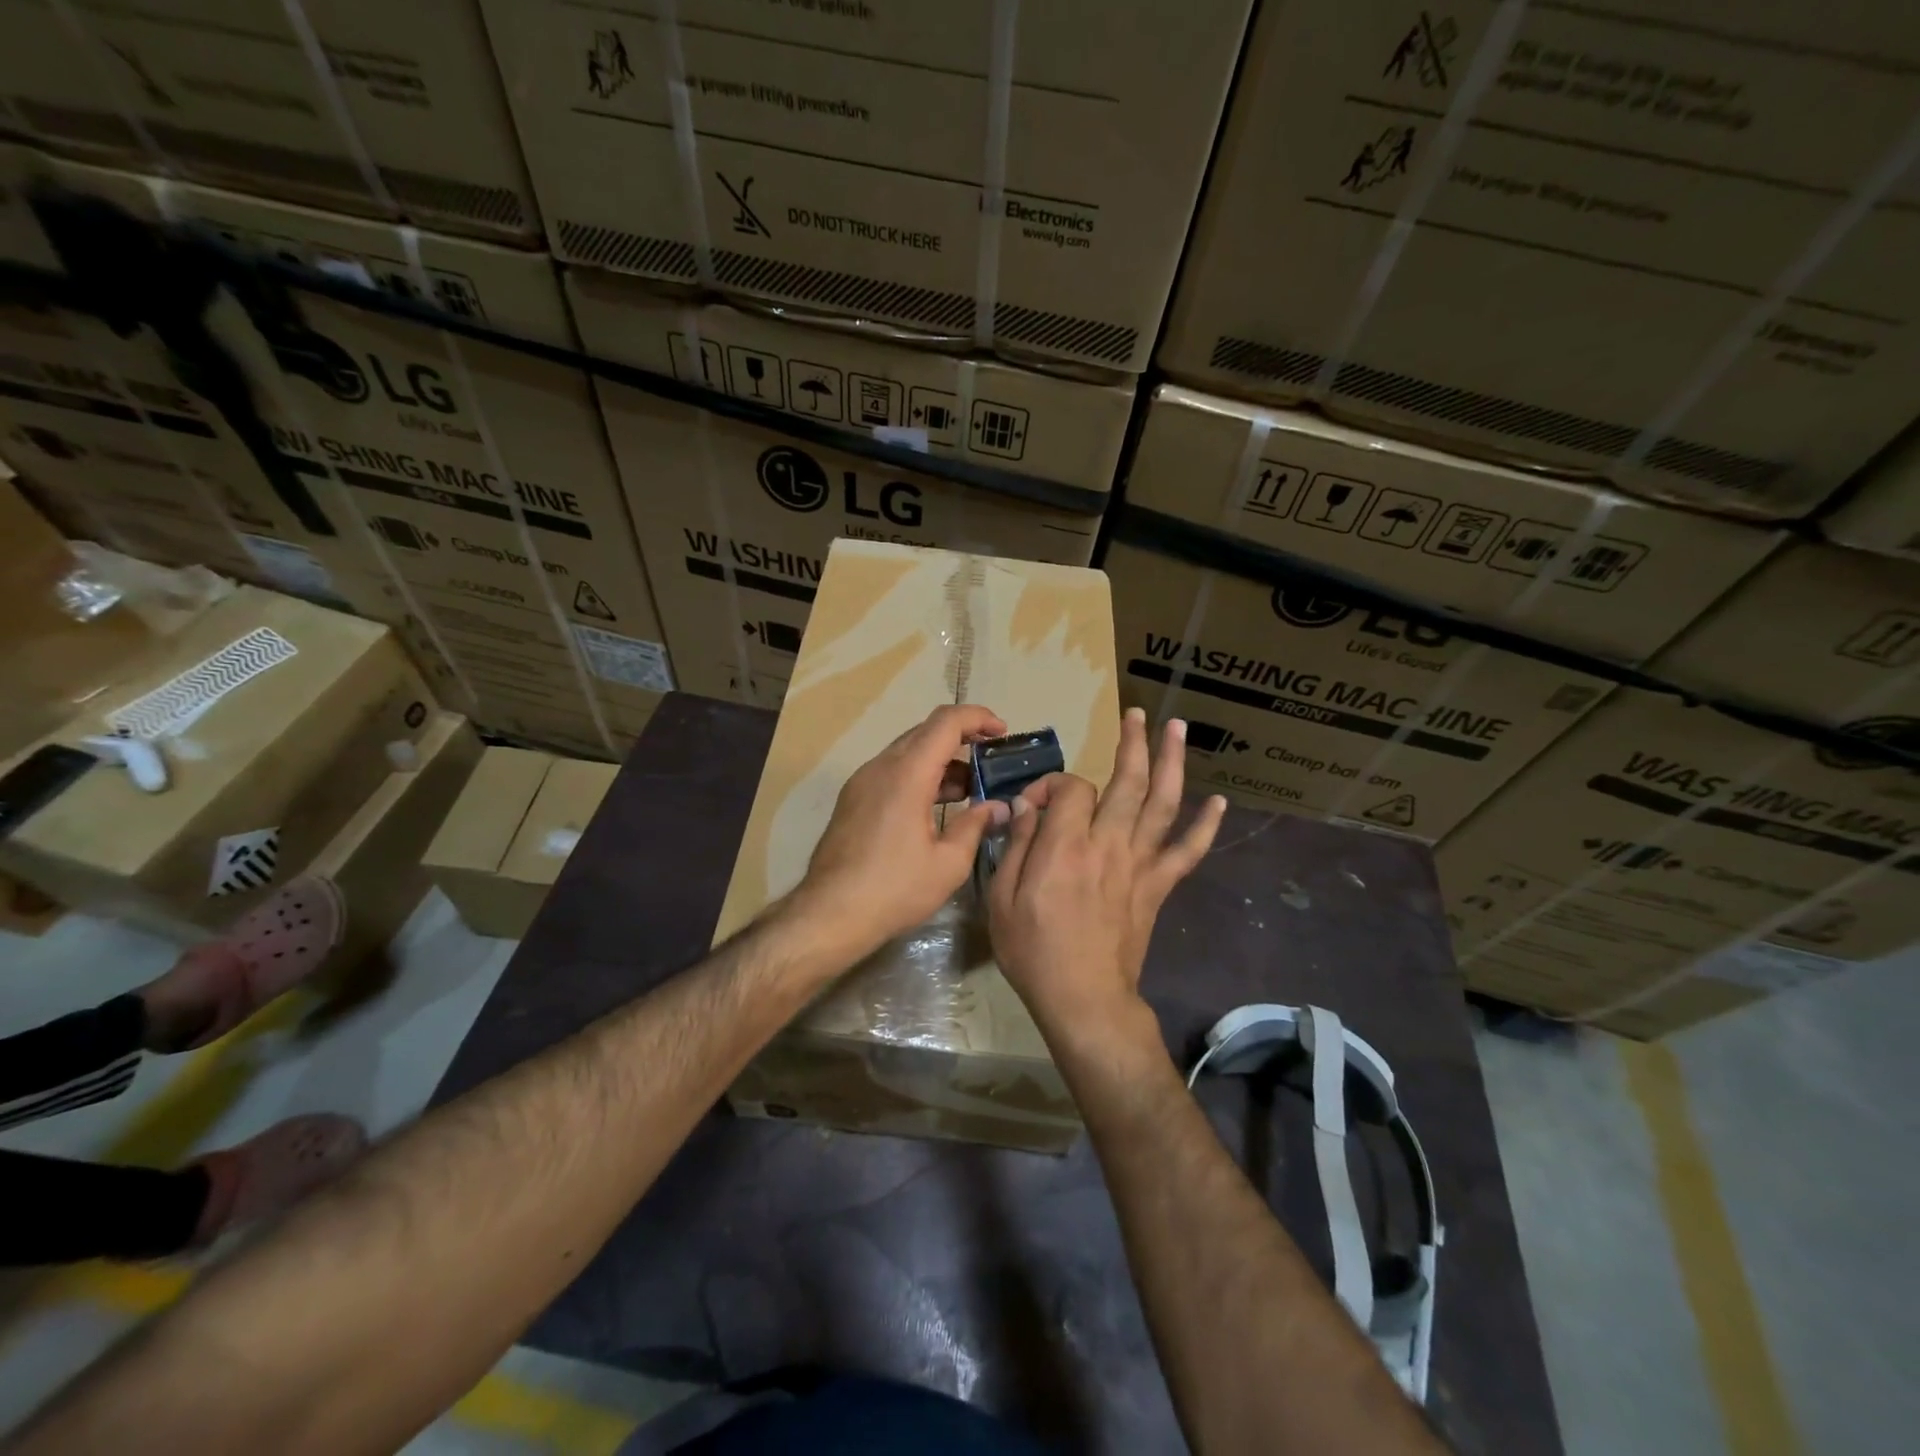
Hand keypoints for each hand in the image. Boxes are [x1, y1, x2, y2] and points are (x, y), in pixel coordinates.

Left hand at [789, 704, 1010, 963]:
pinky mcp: (853, 799)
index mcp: (907, 774)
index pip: (946, 723)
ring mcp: (862, 782)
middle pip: (925, 732)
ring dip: (940, 760)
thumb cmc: (894, 889)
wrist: (830, 914)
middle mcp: (881, 767)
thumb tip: (998, 807)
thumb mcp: (948, 863)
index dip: (978, 718)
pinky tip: (936, 806)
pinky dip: (919, 775)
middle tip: (991, 760)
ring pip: (907, 752)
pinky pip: (892, 771)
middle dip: (962, 738)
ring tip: (970, 789)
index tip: (1002, 731)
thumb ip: (975, 825)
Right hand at [988, 708, 1226, 1035]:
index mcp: (1065, 847)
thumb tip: (1026, 808)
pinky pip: (1187, 851)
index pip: (1070, 788)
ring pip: (1162, 803)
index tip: (1034, 803)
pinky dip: (1205, 826)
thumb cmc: (1034, 951)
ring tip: (1176, 728)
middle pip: (1127, 781)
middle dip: (1132, 742)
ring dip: (1171, 762)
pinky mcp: (1158, 886)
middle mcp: (1108, 845)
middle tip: (1136, 713)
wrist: (1084, 999)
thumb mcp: (1002, 899)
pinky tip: (1218, 802)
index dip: (1052, 784)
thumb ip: (1016, 847)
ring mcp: (1139, 864)